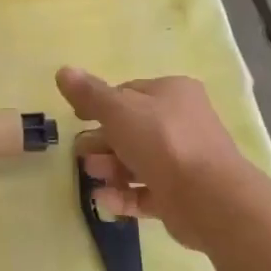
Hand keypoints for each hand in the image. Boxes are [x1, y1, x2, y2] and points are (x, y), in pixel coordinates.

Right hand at [57, 66, 254, 251]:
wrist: (208, 197)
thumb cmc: (162, 142)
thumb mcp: (118, 110)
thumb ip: (89, 94)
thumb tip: (62, 70)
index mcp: (173, 93)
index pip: (128, 93)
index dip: (99, 105)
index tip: (77, 119)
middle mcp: (181, 123)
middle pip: (131, 129)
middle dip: (102, 142)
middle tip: (81, 154)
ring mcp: (183, 161)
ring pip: (137, 162)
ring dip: (110, 168)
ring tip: (95, 176)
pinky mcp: (181, 195)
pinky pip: (145, 192)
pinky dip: (123, 195)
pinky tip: (104, 200)